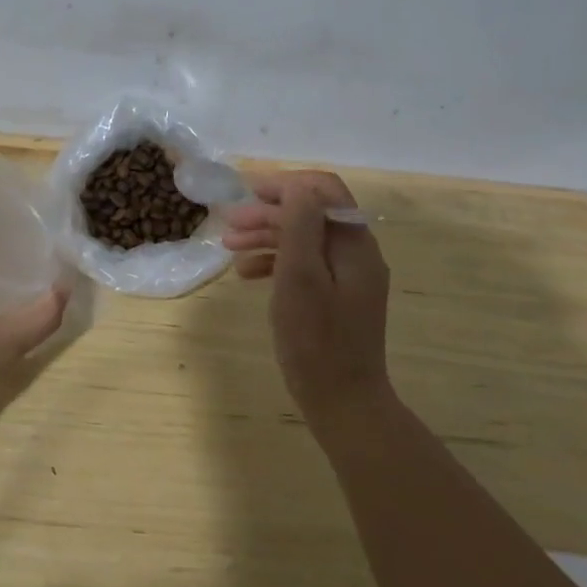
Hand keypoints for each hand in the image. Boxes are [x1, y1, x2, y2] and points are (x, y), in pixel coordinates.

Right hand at [223, 171, 391, 422]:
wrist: (342, 402)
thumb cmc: (316, 340)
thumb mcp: (300, 276)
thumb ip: (301, 226)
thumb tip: (296, 186)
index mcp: (354, 243)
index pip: (324, 190)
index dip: (285, 184)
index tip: (248, 192)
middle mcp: (356, 254)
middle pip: (312, 214)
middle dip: (269, 213)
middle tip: (230, 224)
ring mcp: (348, 277)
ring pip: (305, 239)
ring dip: (268, 236)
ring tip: (230, 248)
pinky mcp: (337, 298)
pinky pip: (306, 265)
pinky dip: (276, 262)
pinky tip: (248, 274)